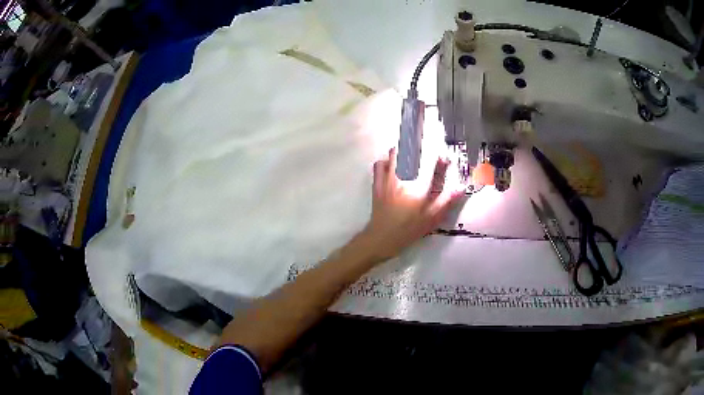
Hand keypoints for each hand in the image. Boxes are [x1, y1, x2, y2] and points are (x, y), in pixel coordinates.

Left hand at [360, 148, 463, 261]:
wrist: (381, 238)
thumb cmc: (408, 230)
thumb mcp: (431, 218)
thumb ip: (446, 201)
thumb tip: (461, 187)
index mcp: (418, 187)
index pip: (431, 164)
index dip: (440, 158)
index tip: (445, 159)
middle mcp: (403, 178)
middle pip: (410, 152)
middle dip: (420, 147)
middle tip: (427, 152)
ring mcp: (387, 179)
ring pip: (394, 154)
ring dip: (404, 151)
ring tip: (411, 155)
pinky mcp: (377, 183)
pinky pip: (379, 164)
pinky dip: (387, 161)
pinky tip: (393, 165)